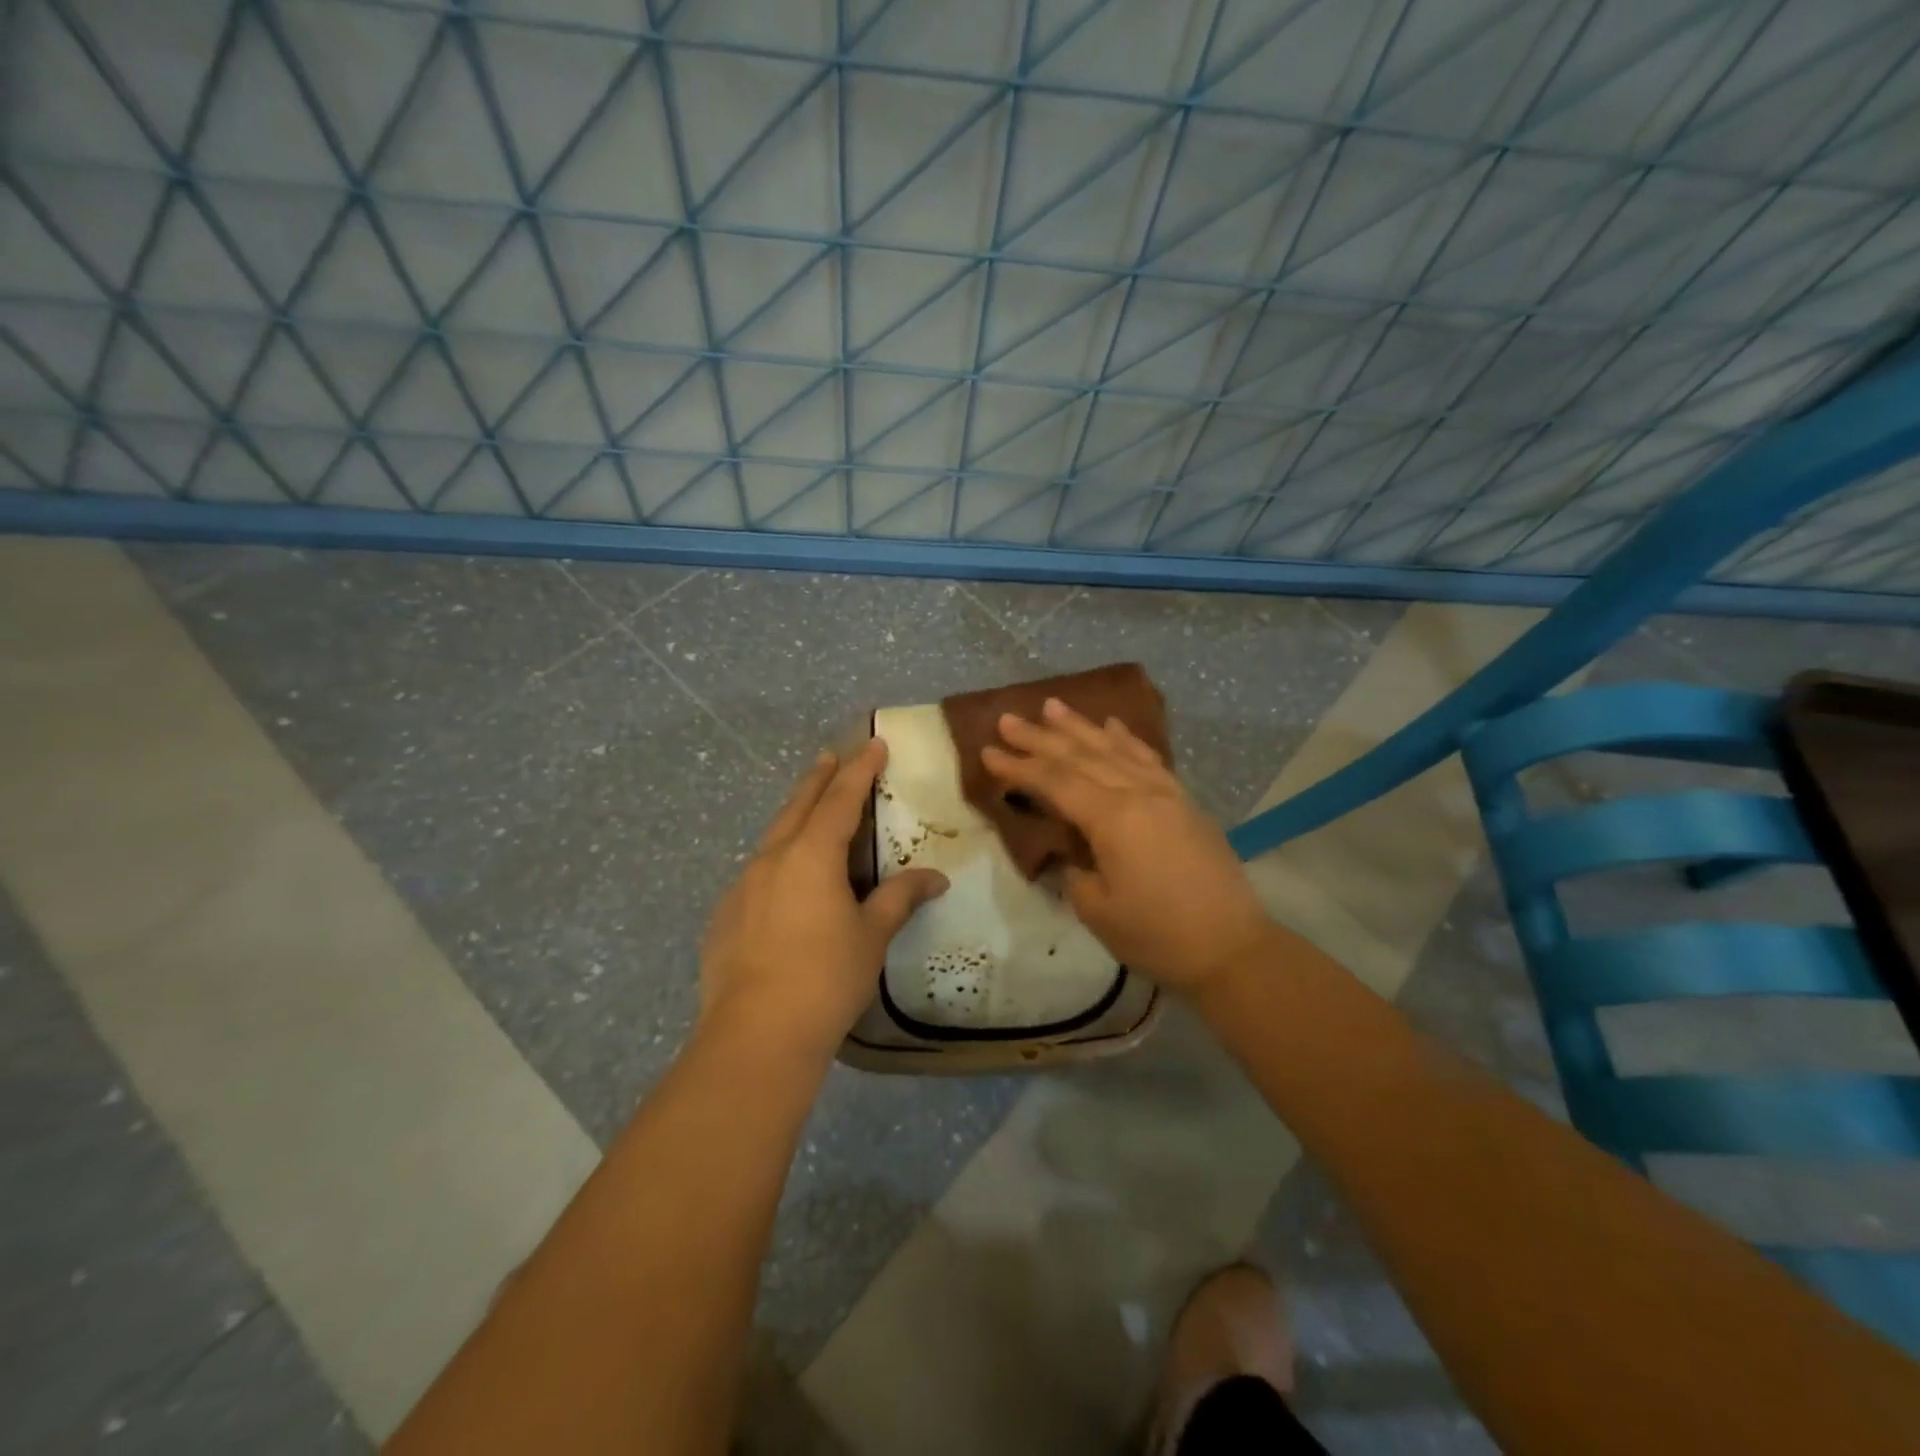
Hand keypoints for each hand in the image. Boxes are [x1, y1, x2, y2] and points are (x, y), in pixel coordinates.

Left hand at [699, 739, 947, 1060]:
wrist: (755, 1036)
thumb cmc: (825, 978)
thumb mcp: (871, 936)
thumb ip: (900, 898)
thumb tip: (935, 878)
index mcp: (811, 855)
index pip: (841, 799)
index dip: (860, 770)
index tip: (873, 744)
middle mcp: (772, 859)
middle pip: (798, 805)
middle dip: (819, 779)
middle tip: (831, 756)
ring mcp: (742, 886)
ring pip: (773, 837)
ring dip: (795, 818)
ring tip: (809, 813)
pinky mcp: (725, 916)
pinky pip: (757, 873)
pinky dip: (777, 861)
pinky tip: (784, 884)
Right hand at [981, 698, 1271, 996]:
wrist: (1232, 948)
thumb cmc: (1157, 935)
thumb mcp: (1097, 909)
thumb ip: (1074, 870)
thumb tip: (1069, 849)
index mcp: (1113, 818)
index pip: (1055, 782)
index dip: (1019, 767)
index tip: (988, 751)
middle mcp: (1138, 793)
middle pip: (1081, 756)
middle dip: (1040, 738)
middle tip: (1008, 719)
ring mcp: (1165, 793)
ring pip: (1114, 749)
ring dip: (1080, 727)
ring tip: (1052, 705)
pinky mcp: (1184, 801)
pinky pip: (1149, 758)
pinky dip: (1127, 739)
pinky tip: (1112, 725)